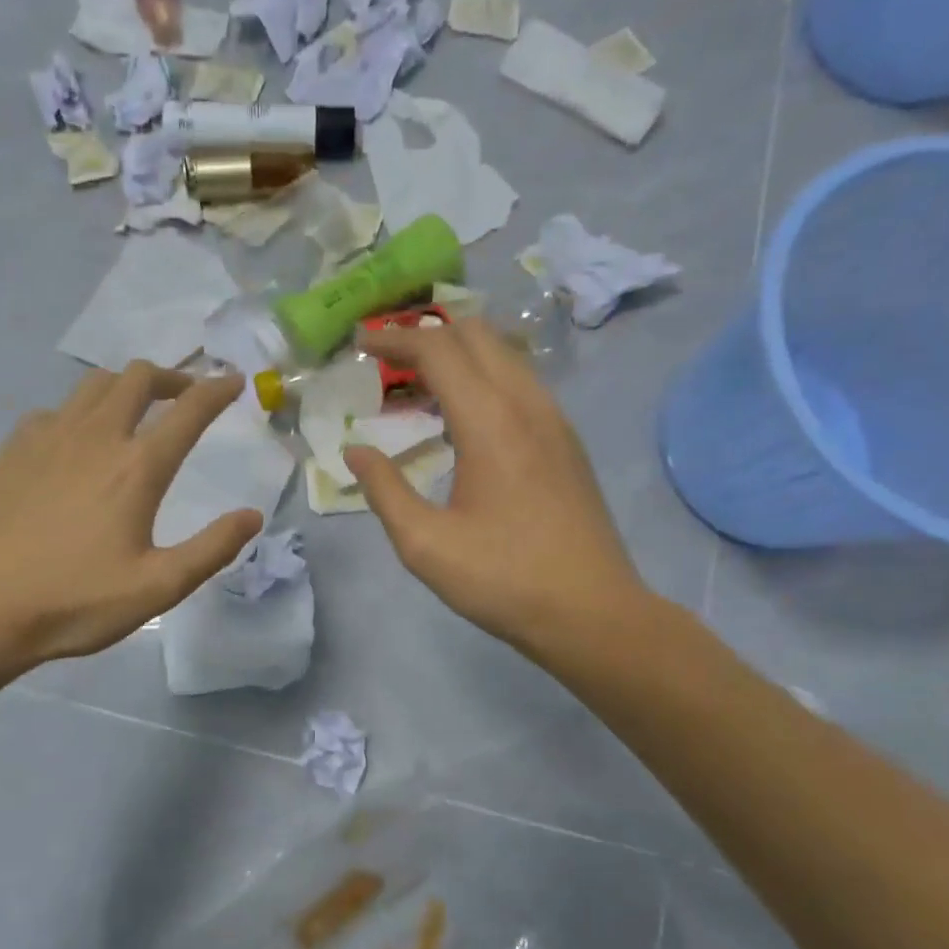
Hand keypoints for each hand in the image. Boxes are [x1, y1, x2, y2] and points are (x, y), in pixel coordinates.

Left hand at [0, 364, 263, 678]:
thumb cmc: (75, 601)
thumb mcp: (158, 588)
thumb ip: (212, 549)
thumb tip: (253, 516)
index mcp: (137, 468)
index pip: (189, 411)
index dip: (217, 390)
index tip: (233, 381)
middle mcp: (96, 437)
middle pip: (138, 377)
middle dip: (171, 378)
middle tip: (185, 397)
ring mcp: (48, 437)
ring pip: (95, 384)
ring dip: (126, 387)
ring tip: (137, 410)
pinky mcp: (13, 448)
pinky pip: (56, 410)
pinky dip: (81, 412)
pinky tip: (77, 442)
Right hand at [342, 318, 652, 656]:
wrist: (592, 613)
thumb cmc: (504, 580)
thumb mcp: (425, 544)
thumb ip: (384, 489)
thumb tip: (355, 451)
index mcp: (490, 421)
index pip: (437, 349)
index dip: (393, 338)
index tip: (359, 344)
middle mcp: (527, 404)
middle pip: (476, 335)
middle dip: (426, 335)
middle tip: (386, 361)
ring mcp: (555, 420)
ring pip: (504, 356)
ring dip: (458, 355)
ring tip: (419, 386)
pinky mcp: (567, 441)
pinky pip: (521, 383)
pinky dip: (484, 378)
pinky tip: (464, 418)